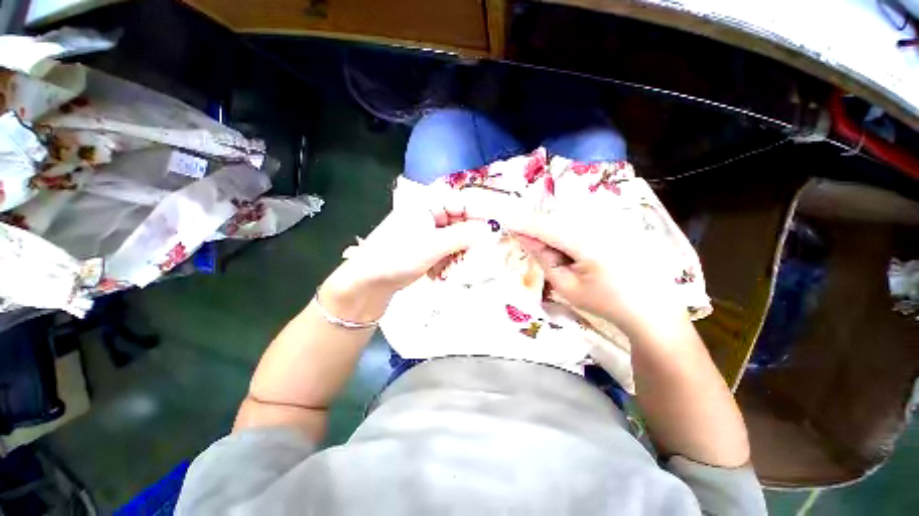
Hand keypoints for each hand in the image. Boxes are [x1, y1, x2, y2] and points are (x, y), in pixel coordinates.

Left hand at [321, 185, 491, 321]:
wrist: (369, 281)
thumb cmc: (398, 256)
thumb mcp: (434, 245)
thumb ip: (464, 236)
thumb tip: (491, 229)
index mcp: (428, 203)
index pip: (462, 203)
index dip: (478, 217)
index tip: (493, 233)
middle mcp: (429, 213)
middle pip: (460, 222)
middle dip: (467, 241)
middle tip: (474, 256)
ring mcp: (427, 230)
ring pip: (455, 238)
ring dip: (458, 253)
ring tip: (455, 268)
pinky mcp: (425, 246)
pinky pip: (446, 249)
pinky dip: (448, 259)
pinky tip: (443, 272)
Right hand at [504, 203, 686, 334]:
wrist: (652, 309)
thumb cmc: (606, 302)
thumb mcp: (566, 286)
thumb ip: (543, 258)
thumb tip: (524, 238)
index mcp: (588, 242)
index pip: (546, 226)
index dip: (523, 223)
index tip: (505, 222)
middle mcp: (601, 223)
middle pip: (556, 217)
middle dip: (537, 227)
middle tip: (526, 241)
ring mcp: (612, 220)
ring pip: (569, 216)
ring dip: (552, 228)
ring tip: (553, 252)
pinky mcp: (618, 222)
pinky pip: (583, 218)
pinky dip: (567, 228)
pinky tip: (570, 247)